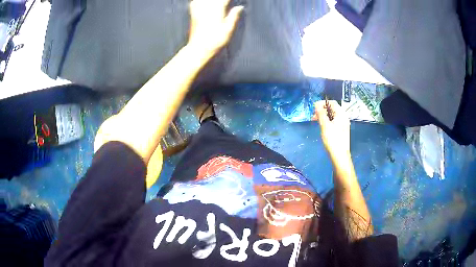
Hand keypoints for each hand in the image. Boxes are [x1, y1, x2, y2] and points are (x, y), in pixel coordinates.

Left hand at [188, 0, 243, 55]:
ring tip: (217, 2)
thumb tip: (240, 7)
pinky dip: (198, 1)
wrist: (198, 48)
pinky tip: (201, 2)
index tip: (233, 0)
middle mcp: (207, 8)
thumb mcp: (229, 29)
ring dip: (211, 0)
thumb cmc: (214, 41)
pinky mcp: (193, 15)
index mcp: (217, 10)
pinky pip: (194, 2)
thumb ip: (234, 16)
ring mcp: (198, 11)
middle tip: (225, 2)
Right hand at [313, 100, 350, 160]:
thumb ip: (321, 113)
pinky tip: (322, 127)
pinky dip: (327, 121)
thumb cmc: (332, 139)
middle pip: (332, 109)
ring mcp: (343, 124)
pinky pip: (334, 122)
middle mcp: (344, 117)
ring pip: (333, 116)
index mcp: (341, 114)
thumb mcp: (325, 125)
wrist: (340, 156)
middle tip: (313, 116)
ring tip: (316, 122)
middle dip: (322, 110)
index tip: (314, 108)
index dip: (322, 103)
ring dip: (324, 116)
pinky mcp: (342, 130)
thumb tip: (317, 104)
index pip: (332, 103)